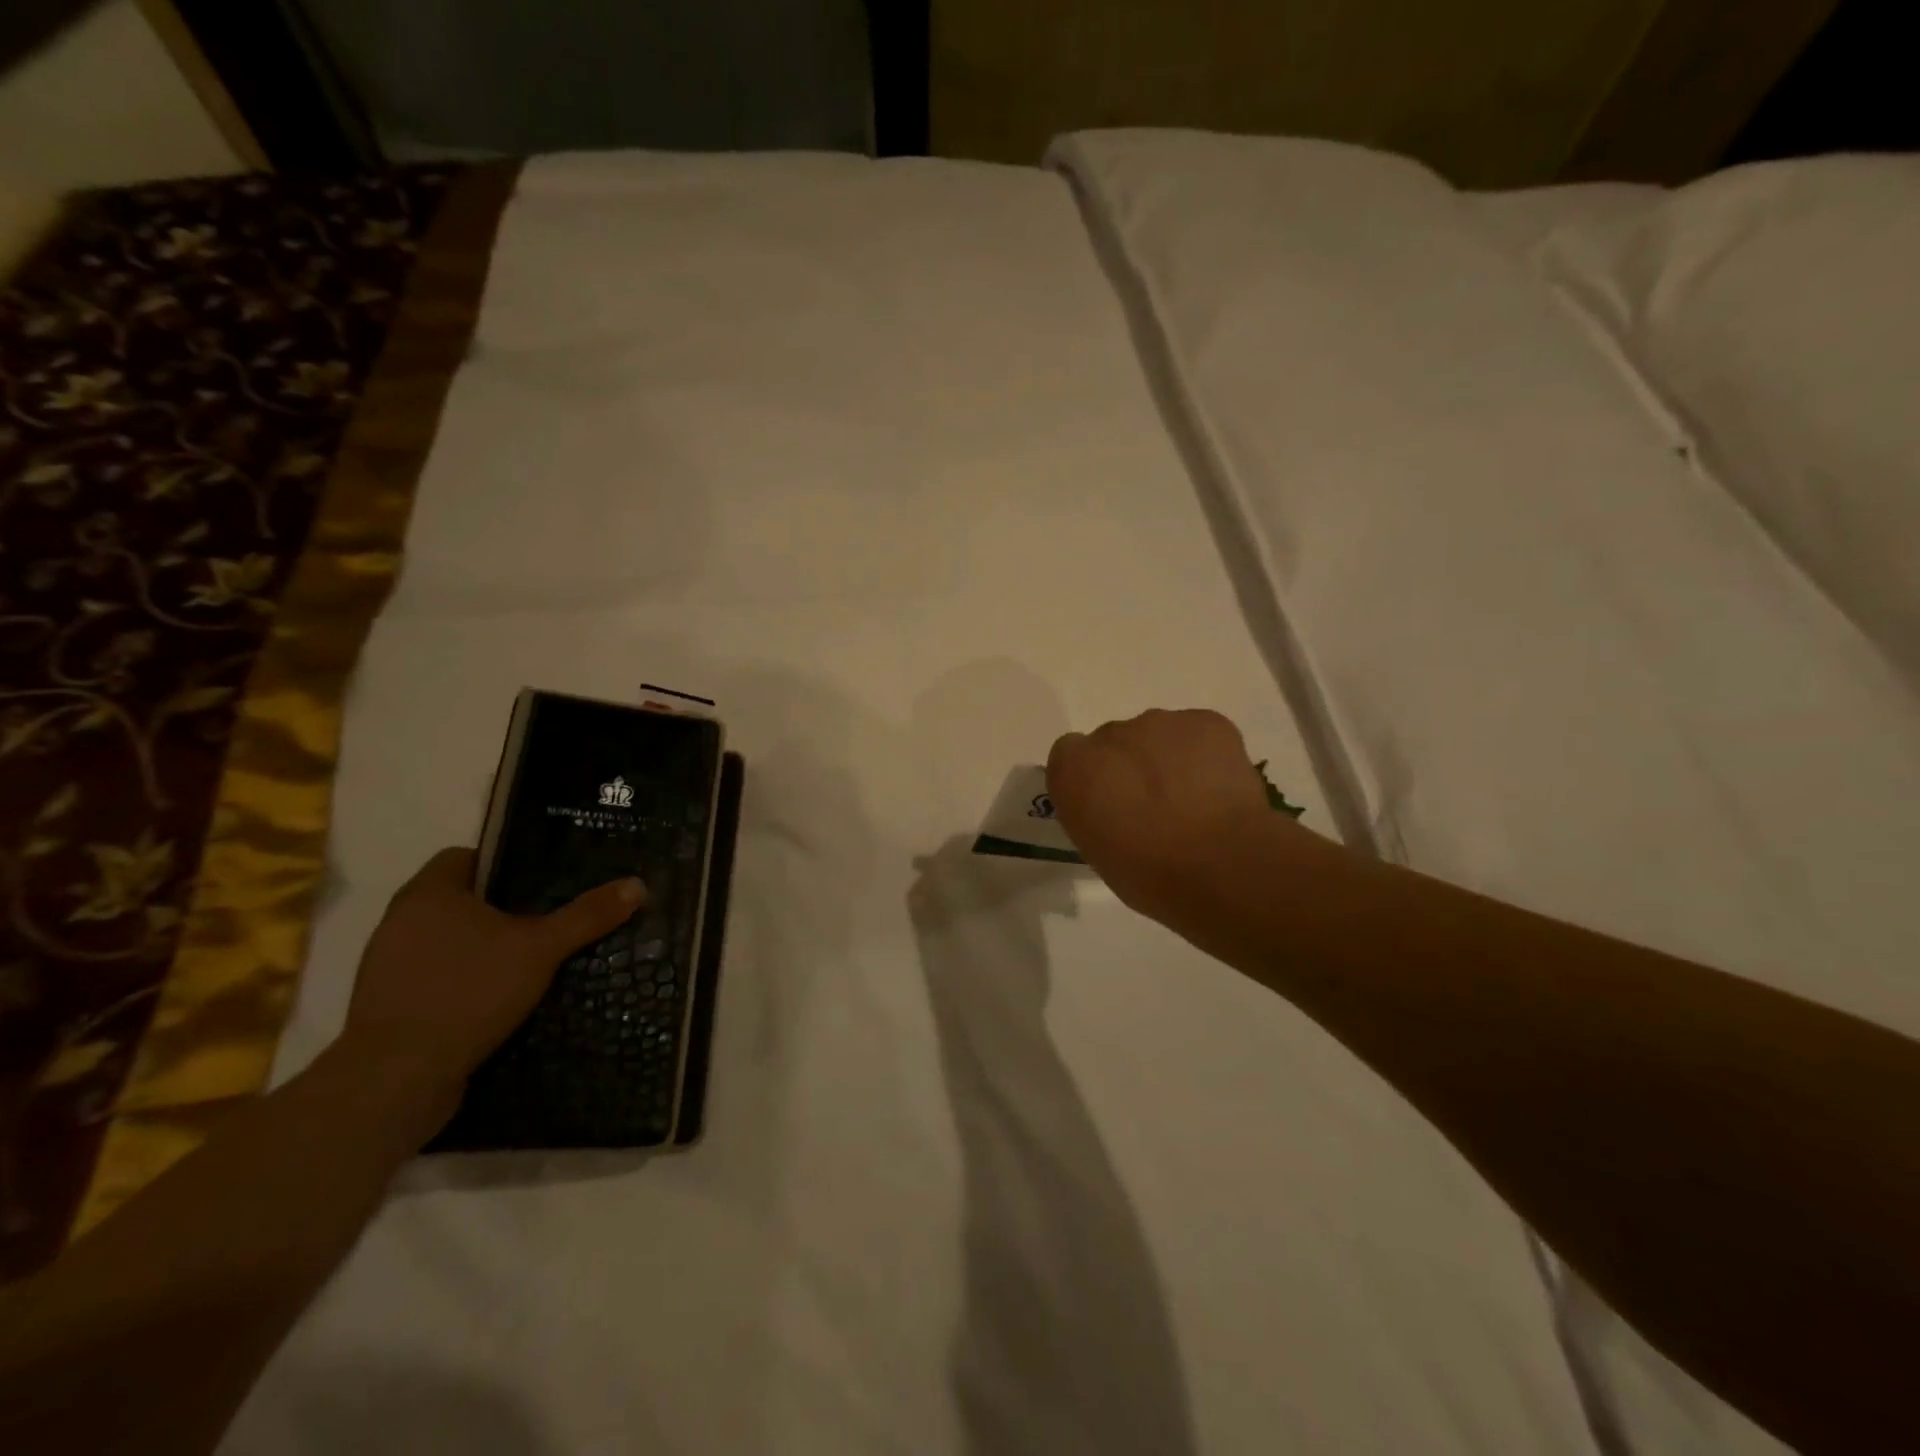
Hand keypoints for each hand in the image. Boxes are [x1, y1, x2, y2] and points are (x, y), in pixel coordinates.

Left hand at [342, 848, 645, 1110]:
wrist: (397, 1077)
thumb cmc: (468, 991)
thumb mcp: (542, 948)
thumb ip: (587, 915)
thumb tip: (638, 884)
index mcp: (429, 893)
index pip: (464, 856)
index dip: (504, 863)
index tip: (542, 880)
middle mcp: (400, 921)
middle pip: (459, 899)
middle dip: (501, 907)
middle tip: (548, 917)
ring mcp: (388, 965)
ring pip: (447, 940)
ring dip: (482, 947)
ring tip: (531, 958)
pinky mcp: (388, 1005)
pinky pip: (435, 976)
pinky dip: (465, 980)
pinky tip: (500, 997)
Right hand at [1047, 709, 1330, 929]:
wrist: (1220, 867)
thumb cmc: (1149, 874)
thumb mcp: (1097, 850)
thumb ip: (1094, 811)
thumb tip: (1114, 805)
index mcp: (1073, 769)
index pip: (1070, 755)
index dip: (1092, 778)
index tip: (1110, 805)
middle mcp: (1110, 735)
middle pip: (1115, 741)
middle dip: (1131, 766)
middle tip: (1156, 807)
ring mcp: (1160, 722)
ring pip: (1158, 735)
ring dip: (1167, 759)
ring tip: (1193, 800)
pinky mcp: (1206, 721)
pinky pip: (1198, 733)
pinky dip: (1205, 755)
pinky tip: (1218, 789)